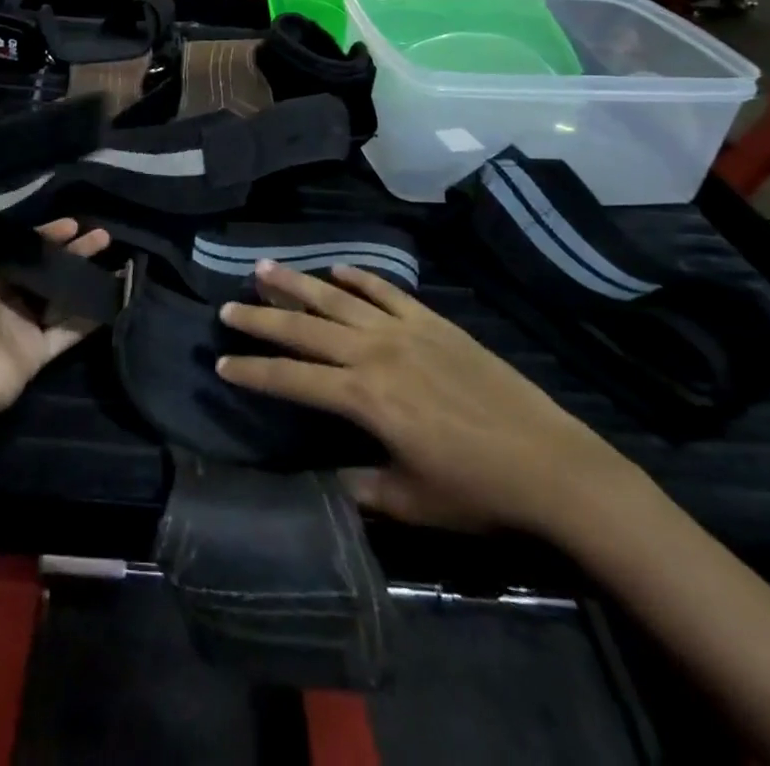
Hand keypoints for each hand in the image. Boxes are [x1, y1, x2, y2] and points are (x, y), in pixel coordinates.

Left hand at [0, 203, 111, 419]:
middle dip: (76, 250)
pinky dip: (93, 314)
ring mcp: (23, 325)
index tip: (73, 223)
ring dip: (87, 276)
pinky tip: (116, 295)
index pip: (21, 245)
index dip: (47, 232)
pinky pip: (72, 330)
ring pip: (63, 295)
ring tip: (118, 259)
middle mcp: (3, 296)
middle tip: (103, 236)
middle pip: (47, 267)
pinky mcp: (40, 351)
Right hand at [217, 262, 633, 537]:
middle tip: (227, 307)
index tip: (220, 364)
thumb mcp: (409, 501)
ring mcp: (404, 330)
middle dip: (260, 318)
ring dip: (297, 283)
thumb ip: (360, 487)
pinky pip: (386, 291)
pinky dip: (358, 277)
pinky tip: (336, 268)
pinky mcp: (432, 321)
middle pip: (304, 328)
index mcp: (363, 398)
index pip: (291, 379)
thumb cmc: (476, 490)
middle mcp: (374, 353)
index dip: (252, 372)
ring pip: (337, 298)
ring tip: (263, 267)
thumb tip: (327, 477)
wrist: (550, 463)